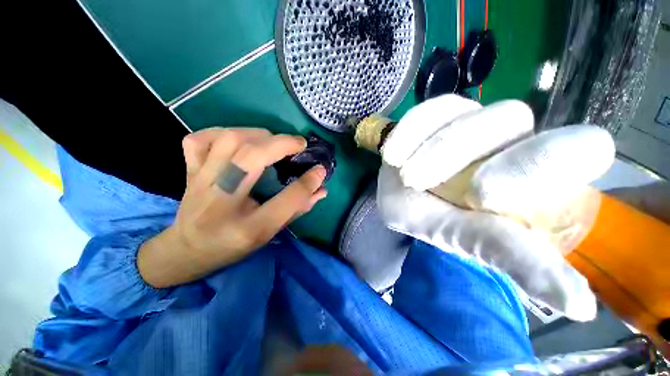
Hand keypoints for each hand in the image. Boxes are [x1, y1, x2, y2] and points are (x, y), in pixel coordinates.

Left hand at [138, 128, 327, 287]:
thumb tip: (321, 189)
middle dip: (281, 144)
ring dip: (258, 135)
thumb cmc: (233, 245)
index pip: (285, 202)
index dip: (307, 183)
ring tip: (273, 141)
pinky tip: (237, 140)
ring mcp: (200, 183)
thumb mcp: (269, 233)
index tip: (320, 169)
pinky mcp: (189, 172)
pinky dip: (221, 132)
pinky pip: (199, 140)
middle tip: (298, 145)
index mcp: (247, 228)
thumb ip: (297, 209)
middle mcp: (221, 203)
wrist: (187, 250)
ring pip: (228, 141)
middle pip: (251, 159)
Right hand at [377, 95, 615, 320]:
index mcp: (538, 177)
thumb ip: (518, 260)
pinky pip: (430, 110)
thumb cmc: (437, 222)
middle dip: (459, 154)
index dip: (540, 164)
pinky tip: (393, 154)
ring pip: (465, 113)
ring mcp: (473, 118)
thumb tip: (582, 307)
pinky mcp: (441, 112)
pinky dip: (409, 132)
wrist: (403, 195)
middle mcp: (513, 139)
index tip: (483, 196)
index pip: (580, 148)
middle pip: (510, 120)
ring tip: (405, 176)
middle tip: (420, 181)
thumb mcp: (470, 242)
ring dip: (429, 149)